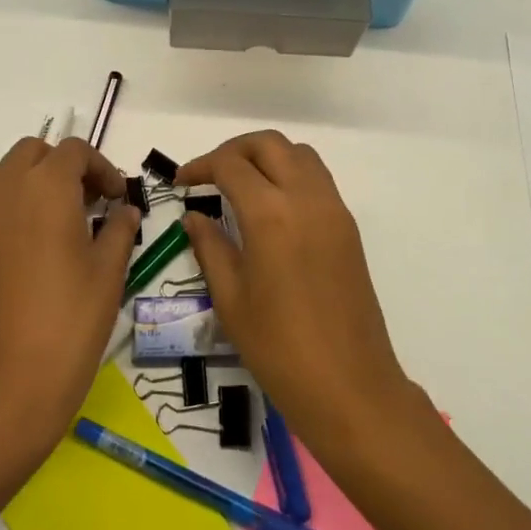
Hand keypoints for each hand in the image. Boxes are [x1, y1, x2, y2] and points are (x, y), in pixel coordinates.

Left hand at [0, 137, 139, 464]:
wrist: (2, 389)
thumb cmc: (69, 324)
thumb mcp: (109, 274)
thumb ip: (119, 229)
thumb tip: (123, 210)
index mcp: (44, 189)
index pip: (73, 151)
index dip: (101, 167)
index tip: (117, 199)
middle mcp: (2, 193)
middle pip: (31, 153)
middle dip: (62, 167)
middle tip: (88, 203)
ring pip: (4, 181)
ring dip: (35, 189)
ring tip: (62, 231)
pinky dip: (13, 217)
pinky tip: (31, 261)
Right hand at [175, 131, 412, 454]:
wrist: (349, 385)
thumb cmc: (279, 348)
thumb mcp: (231, 299)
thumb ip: (210, 247)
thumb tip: (195, 216)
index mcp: (271, 214)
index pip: (231, 165)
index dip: (201, 166)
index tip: (182, 182)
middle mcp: (307, 199)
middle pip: (269, 144)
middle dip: (234, 150)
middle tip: (209, 174)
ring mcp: (334, 210)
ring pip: (299, 154)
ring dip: (266, 157)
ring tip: (240, 184)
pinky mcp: (348, 227)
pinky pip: (317, 179)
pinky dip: (290, 174)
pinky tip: (271, 206)